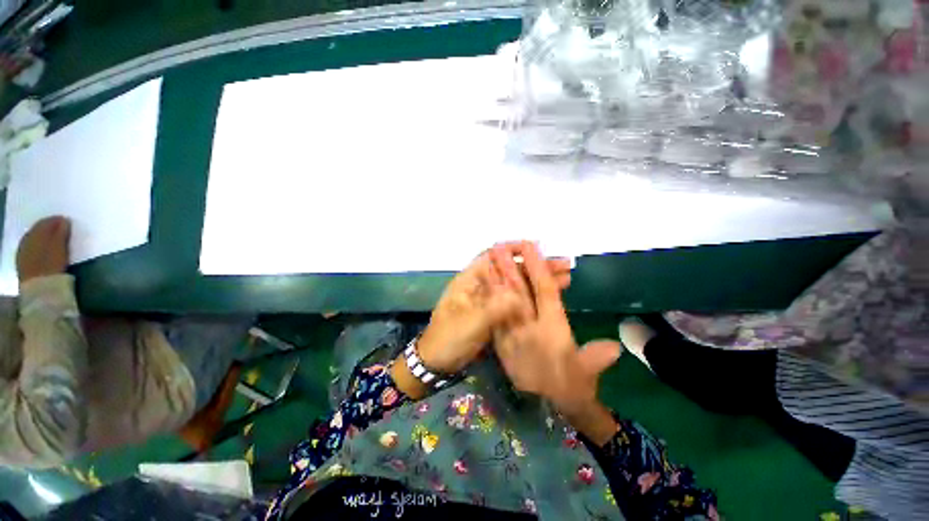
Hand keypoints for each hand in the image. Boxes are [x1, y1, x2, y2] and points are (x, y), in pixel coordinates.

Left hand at [17, 216, 70, 283]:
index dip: (56, 220)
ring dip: (42, 238)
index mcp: (35, 233)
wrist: (40, 288)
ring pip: (33, 240)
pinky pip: (30, 249)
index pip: (45, 222)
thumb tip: (64, 221)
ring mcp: (22, 252)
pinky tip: (43, 250)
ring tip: (53, 239)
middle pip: (37, 230)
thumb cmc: (51, 265)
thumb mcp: (59, 247)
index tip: (66, 220)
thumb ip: (61, 233)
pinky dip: (38, 247)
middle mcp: (26, 239)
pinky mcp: (23, 263)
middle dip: (48, 229)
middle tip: (60, 228)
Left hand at [416, 243, 571, 374]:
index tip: (538, 250)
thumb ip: (495, 307)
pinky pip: (515, 302)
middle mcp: (481, 285)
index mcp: (471, 280)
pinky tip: (548, 299)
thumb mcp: (471, 322)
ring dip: (536, 282)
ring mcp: (489, 300)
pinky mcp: (494, 313)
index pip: (493, 255)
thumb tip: (521, 296)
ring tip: (564, 280)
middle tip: (563, 268)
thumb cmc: (448, 338)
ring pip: (515, 285)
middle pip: (510, 270)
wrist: (437, 362)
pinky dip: (531, 299)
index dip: (514, 250)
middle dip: (534, 267)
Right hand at [492, 242, 620, 442]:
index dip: (538, 266)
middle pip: (522, 287)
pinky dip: (488, 299)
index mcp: (553, 319)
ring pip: (506, 296)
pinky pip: (494, 314)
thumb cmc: (572, 384)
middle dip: (511, 266)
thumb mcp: (583, 374)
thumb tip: (615, 349)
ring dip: (497, 277)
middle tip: (499, 245)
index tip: (529, 245)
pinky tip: (480, 286)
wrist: (554, 399)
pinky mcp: (504, 334)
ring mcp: (517, 324)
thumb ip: (592, 361)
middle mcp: (534, 316)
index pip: (544, 286)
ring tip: (487, 258)